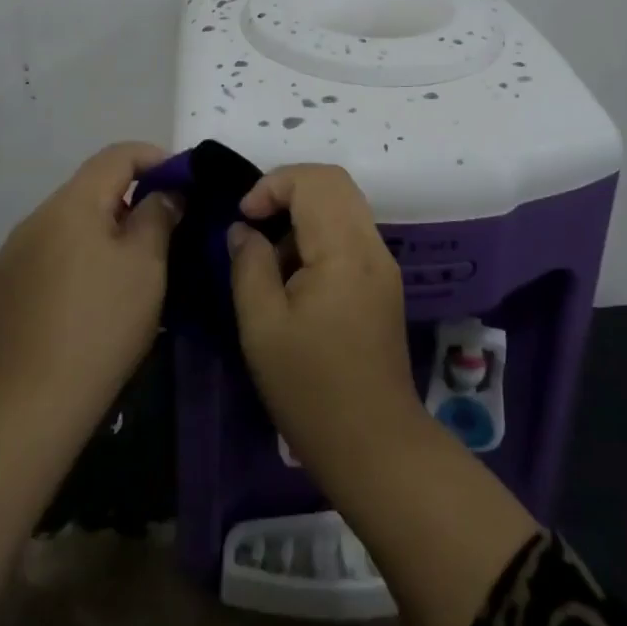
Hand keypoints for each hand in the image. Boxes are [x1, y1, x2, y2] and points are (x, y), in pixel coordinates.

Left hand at [0, 141, 179, 439]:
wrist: (28, 406)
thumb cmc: (101, 325)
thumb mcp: (147, 265)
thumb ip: (158, 215)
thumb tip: (164, 193)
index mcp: (72, 204)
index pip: (117, 155)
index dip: (155, 158)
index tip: (183, 183)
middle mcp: (37, 217)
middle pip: (92, 187)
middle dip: (132, 197)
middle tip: (165, 227)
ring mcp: (14, 253)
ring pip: (71, 221)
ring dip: (104, 228)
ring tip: (132, 264)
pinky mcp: (4, 287)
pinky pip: (51, 251)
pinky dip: (79, 255)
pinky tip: (93, 294)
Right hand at [227, 163, 423, 474]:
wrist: (375, 446)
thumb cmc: (311, 389)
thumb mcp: (262, 327)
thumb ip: (249, 265)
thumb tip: (243, 229)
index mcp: (344, 249)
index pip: (313, 180)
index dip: (272, 185)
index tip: (243, 218)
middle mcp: (371, 245)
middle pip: (333, 182)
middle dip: (287, 190)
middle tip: (254, 224)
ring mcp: (382, 262)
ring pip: (343, 204)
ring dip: (303, 214)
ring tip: (271, 259)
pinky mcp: (383, 282)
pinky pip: (349, 232)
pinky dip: (318, 234)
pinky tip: (296, 278)